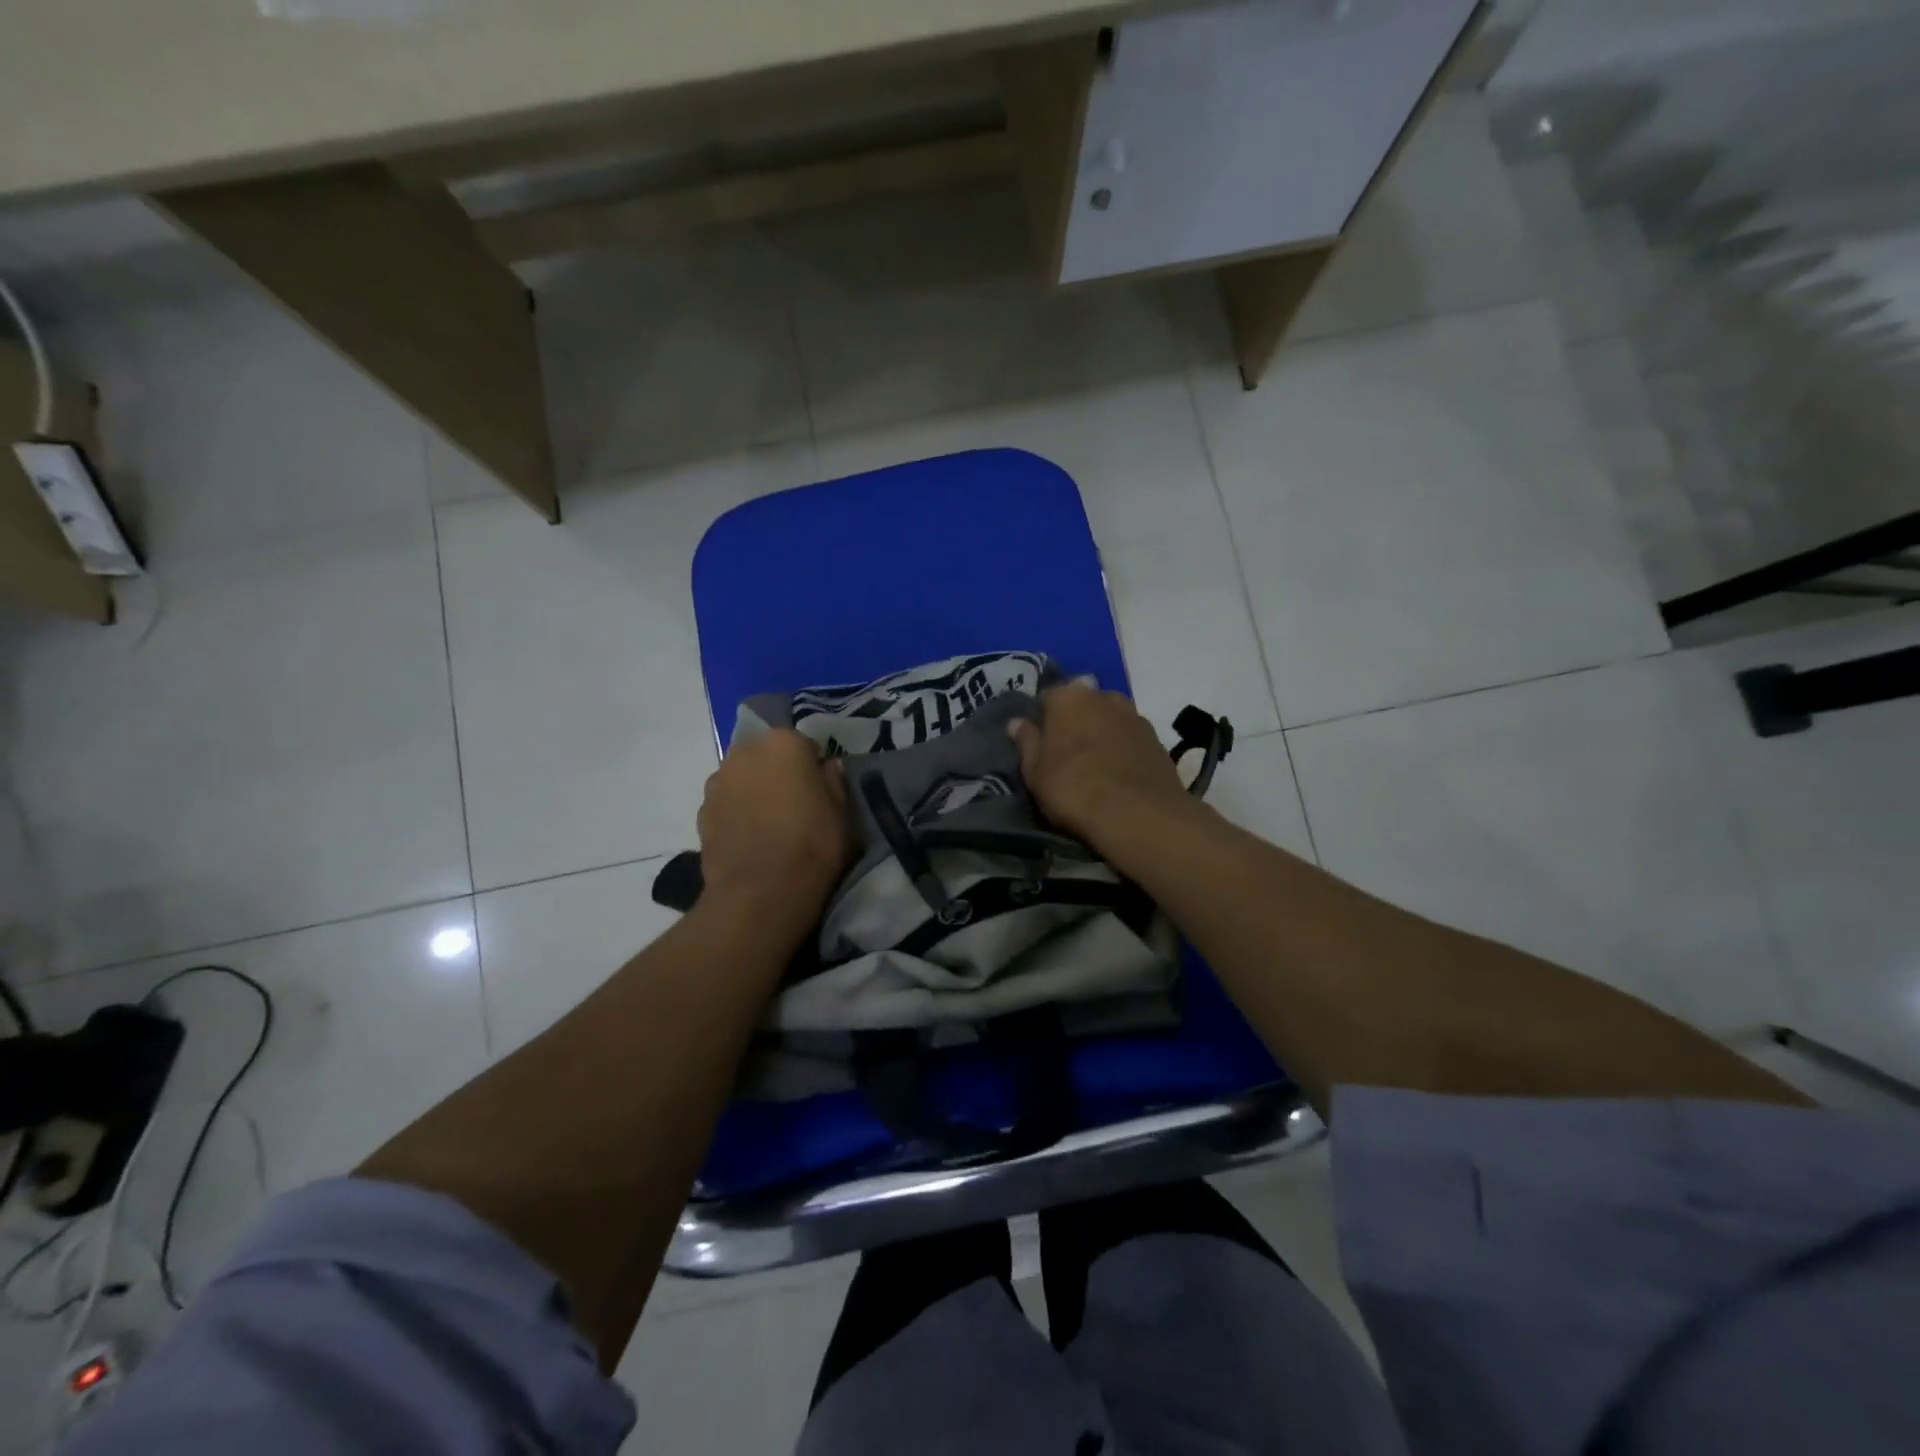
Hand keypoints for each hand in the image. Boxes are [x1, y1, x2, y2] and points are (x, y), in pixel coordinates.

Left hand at [697, 729, 849, 920]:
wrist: (760, 892)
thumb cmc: (812, 844)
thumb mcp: (842, 812)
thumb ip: (834, 780)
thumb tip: (828, 766)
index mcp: (784, 743)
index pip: (804, 745)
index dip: (814, 768)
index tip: (820, 792)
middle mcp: (745, 751)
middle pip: (768, 756)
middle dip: (779, 773)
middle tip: (795, 806)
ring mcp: (718, 780)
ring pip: (743, 778)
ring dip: (755, 791)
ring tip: (770, 825)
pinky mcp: (701, 810)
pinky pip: (727, 803)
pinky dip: (737, 813)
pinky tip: (750, 839)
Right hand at [1009, 683, 1196, 849]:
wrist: (1139, 815)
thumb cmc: (1074, 789)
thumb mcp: (1035, 771)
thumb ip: (1026, 741)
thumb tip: (1016, 721)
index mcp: (1069, 696)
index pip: (1047, 697)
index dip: (1042, 719)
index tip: (1040, 742)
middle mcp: (1104, 696)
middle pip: (1083, 704)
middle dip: (1075, 721)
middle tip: (1067, 754)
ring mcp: (1135, 716)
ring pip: (1110, 719)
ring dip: (1102, 733)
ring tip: (1095, 765)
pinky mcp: (1158, 739)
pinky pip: (1131, 738)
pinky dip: (1123, 749)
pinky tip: (1119, 774)